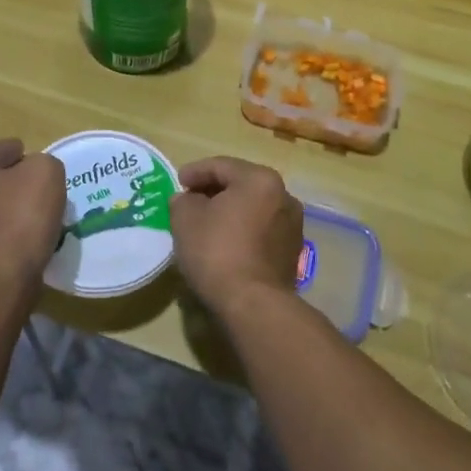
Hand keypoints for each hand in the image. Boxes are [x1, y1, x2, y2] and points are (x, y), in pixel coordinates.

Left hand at [0, 138, 65, 280]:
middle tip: (40, 189)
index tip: (35, 158)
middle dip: (13, 182)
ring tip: (37, 216)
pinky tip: (27, 238)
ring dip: (10, 210)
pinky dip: (9, 234)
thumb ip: (42, 162)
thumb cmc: (21, 215)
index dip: (19, 150)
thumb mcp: (45, 171)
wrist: (3, 276)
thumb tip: (34, 175)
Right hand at [170, 156, 302, 320]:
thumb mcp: (185, 219)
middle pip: (241, 185)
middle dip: (214, 191)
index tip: (178, 182)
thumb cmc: (217, 251)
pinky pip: (261, 230)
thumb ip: (183, 200)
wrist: (253, 304)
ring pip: (253, 208)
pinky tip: (225, 243)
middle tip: (189, 200)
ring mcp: (292, 225)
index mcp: (260, 179)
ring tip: (206, 223)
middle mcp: (283, 196)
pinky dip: (243, 230)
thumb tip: (188, 200)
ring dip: (230, 211)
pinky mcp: (292, 251)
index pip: (221, 166)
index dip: (195, 172)